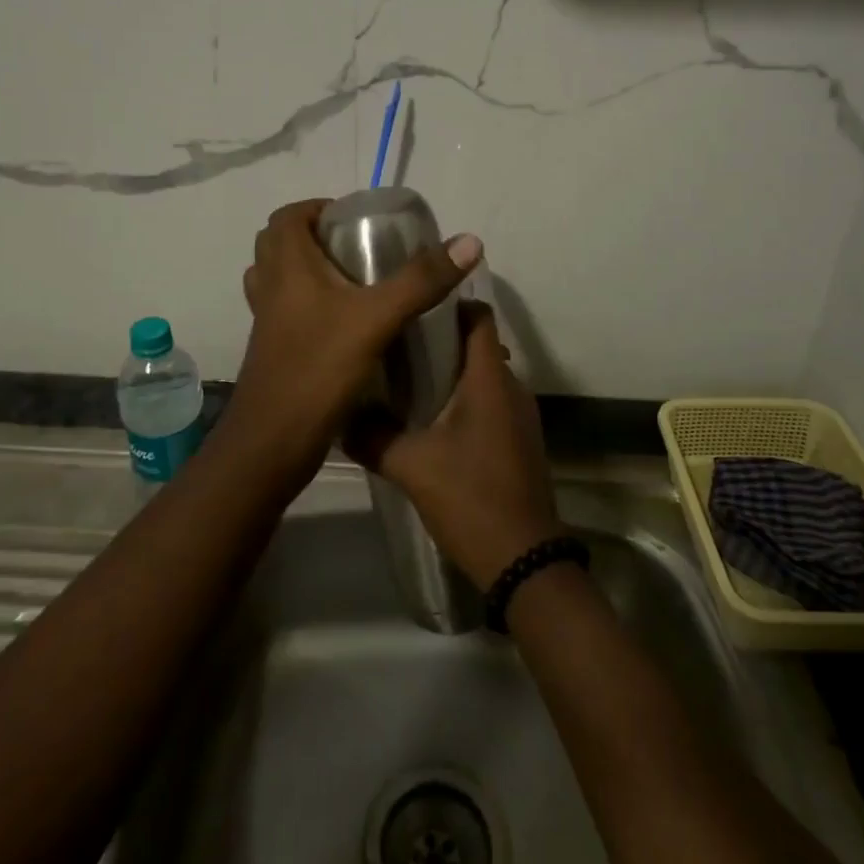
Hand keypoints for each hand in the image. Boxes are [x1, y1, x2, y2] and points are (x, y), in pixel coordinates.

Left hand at [224, 199, 481, 480]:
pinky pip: (285, 311)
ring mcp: (267, 321)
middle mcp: (269, 288)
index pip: (288, 216)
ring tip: (353, 281)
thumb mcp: (378, 319)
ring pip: (278, 279)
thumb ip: (421, 280)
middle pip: (280, 244)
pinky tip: (344, 324)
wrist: (273, 443)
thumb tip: (467, 240)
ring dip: (308, 271)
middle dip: (315, 237)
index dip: (318, 208)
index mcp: (287, 268)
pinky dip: (308, 305)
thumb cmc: (319, 369)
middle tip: (358, 248)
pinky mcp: (273, 349)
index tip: (356, 220)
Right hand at [349, 303, 562, 588]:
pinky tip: (430, 421)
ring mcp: (520, 417)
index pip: (479, 316)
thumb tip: (340, 417)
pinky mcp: (519, 441)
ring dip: (450, 373)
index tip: (413, 305)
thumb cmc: (470, 497)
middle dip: (440, 340)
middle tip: (396, 344)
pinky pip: (490, 403)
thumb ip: (372, 437)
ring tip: (405, 380)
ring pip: (483, 377)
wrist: (523, 561)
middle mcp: (511, 388)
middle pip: (478, 345)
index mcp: (489, 379)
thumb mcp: (411, 465)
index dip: (450, 303)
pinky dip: (463, 400)